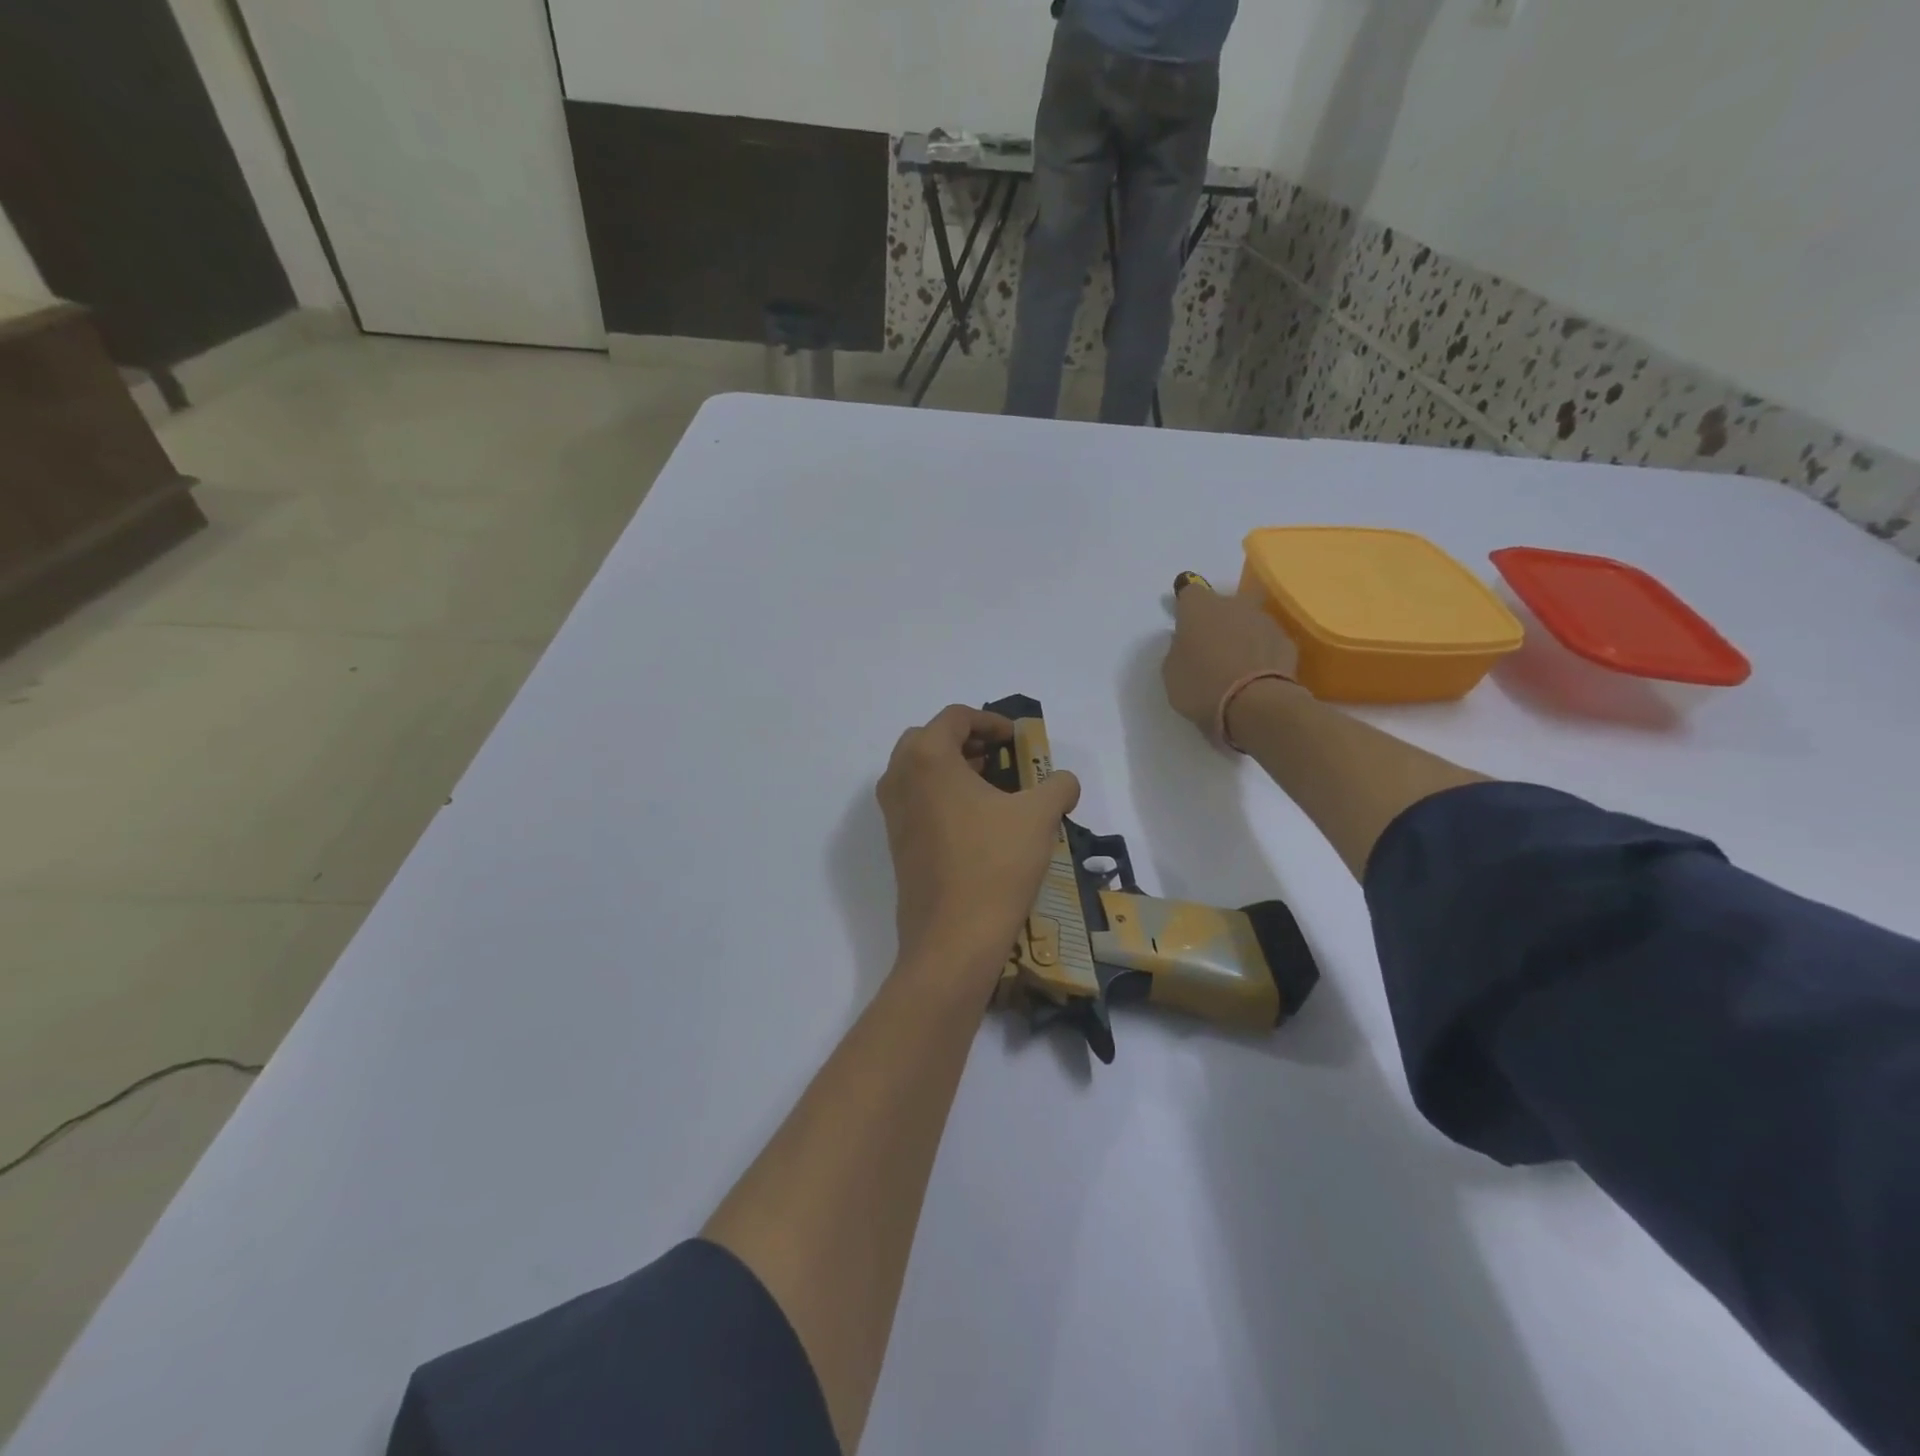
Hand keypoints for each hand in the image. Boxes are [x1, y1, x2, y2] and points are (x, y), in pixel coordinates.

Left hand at [877, 705, 1080, 988]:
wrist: (953, 937)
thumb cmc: (995, 863)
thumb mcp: (1039, 817)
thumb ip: (1057, 786)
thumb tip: (1064, 782)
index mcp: (927, 757)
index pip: (956, 717)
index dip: (991, 721)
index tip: (1017, 739)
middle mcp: (899, 777)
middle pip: (930, 739)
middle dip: (967, 741)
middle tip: (1000, 758)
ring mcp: (892, 812)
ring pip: (920, 770)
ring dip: (953, 768)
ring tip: (993, 787)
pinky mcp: (896, 842)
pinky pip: (916, 800)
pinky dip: (942, 794)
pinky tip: (977, 820)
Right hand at [1162, 581, 1300, 741]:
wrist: (1256, 705)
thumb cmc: (1202, 686)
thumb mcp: (1171, 672)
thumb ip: (1178, 650)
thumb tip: (1186, 643)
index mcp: (1199, 608)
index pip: (1190, 591)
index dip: (1186, 605)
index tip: (1183, 622)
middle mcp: (1234, 605)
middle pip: (1225, 602)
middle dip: (1219, 618)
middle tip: (1211, 644)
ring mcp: (1265, 622)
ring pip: (1250, 621)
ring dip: (1242, 635)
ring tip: (1236, 664)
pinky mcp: (1288, 643)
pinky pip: (1268, 643)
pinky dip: (1262, 653)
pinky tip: (1256, 675)